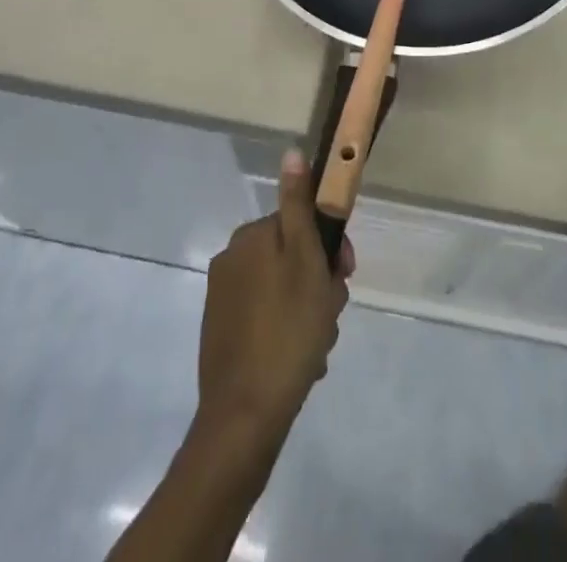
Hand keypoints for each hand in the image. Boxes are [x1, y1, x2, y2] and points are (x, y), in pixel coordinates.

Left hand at [196, 149, 352, 444]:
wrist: (245, 416)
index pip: (301, 224)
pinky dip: (287, 332)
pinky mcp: (222, 333)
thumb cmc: (288, 329)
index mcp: (251, 237)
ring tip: (317, 346)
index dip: (329, 248)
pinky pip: (267, 319)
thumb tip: (291, 151)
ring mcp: (224, 299)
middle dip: (318, 284)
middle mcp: (231, 260)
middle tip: (330, 315)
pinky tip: (301, 360)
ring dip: (307, 312)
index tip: (344, 276)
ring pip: (283, 291)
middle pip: (292, 258)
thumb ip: (299, 205)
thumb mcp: (305, 259)